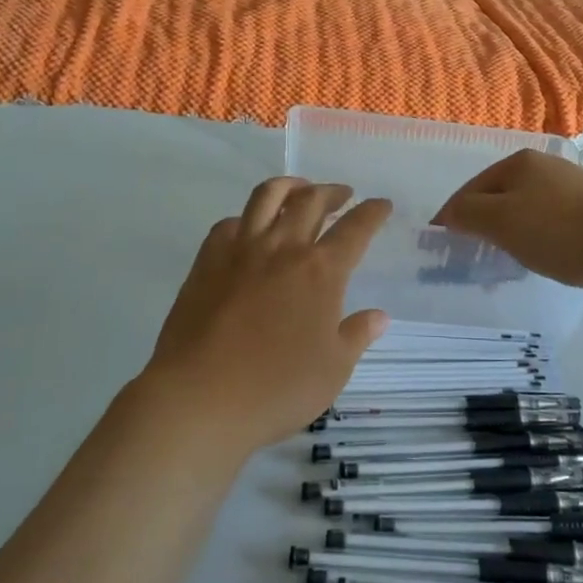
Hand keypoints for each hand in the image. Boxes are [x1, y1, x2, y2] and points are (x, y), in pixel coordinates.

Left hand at [141, 178, 391, 451]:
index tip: (381, 204)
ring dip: (290, 186)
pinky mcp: (207, 260)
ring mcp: (241, 250)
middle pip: (311, 201)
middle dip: (333, 192)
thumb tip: (379, 316)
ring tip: (299, 189)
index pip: (355, 229)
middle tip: (343, 195)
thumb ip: (356, 335)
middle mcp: (283, 249)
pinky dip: (246, 218)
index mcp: (321, 271)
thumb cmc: (276, 388)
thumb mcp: (333, 370)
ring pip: (267, 197)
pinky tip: (250, 228)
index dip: (372, 212)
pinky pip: (229, 223)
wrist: (201, 396)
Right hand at [434, 150, 582, 290]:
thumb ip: (468, 214)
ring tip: (508, 260)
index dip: (453, 216)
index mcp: (517, 162)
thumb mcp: (502, 222)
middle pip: (498, 196)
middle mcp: (544, 165)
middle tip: (474, 255)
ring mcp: (571, 184)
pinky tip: (545, 254)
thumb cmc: (560, 230)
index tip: (443, 245)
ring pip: (525, 208)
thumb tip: (450, 214)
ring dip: (511, 232)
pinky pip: (550, 219)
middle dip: (483, 224)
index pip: (470, 189)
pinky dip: (537, 236)